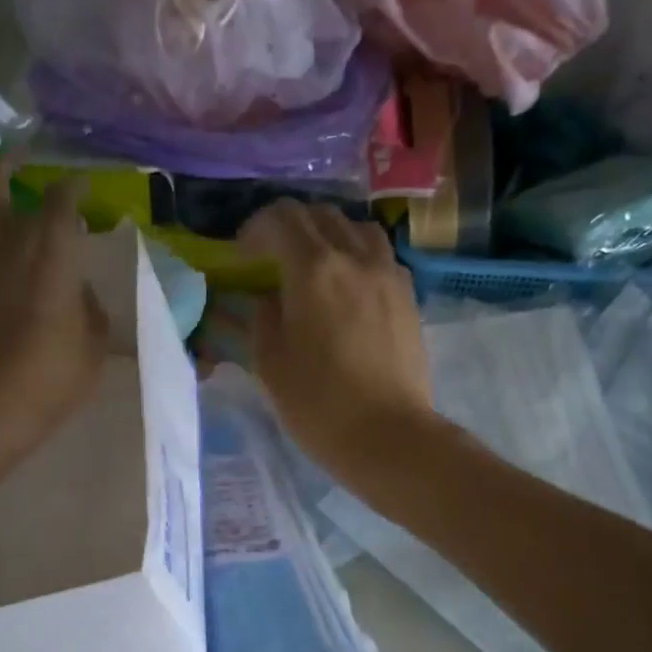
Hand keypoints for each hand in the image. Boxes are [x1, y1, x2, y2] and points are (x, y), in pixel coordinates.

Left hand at [0, 161, 105, 454]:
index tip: (80, 190)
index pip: (63, 198)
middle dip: (9, 166)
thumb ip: (90, 308)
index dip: (73, 189)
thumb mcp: (94, 344)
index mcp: (51, 247)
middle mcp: (4, 237)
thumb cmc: (54, 373)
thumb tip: (79, 291)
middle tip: (18, 163)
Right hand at [239, 200, 432, 481]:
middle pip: (320, 215)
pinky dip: (358, 256)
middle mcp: (354, 257)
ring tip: (316, 265)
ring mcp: (388, 274)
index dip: (255, 229)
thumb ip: (263, 318)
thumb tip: (269, 298)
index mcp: (313, 269)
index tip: (242, 254)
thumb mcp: (270, 363)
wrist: (389, 436)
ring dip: (329, 235)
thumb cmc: (319, 405)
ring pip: (356, 228)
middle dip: (290, 227)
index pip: (281, 219)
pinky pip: (380, 255)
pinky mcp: (409, 296)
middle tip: (272, 257)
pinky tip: (349, 287)